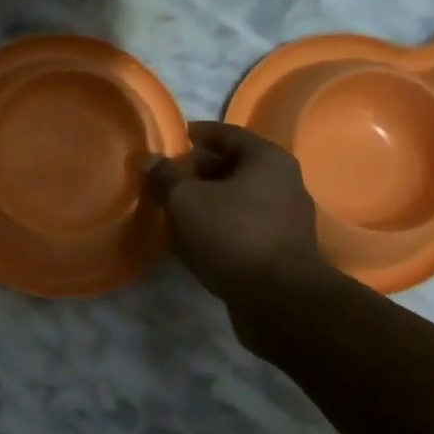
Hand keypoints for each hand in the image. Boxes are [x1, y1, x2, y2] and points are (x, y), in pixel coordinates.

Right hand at [143, 122, 331, 312]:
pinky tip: (195, 239)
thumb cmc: (231, 235)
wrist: (278, 299)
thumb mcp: (186, 201)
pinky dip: (219, 226)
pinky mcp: (281, 249)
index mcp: (266, 159)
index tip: (171, 139)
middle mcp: (283, 182)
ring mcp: (285, 218)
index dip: (196, 134)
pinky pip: (243, 225)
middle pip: (233, 166)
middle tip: (165, 180)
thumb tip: (148, 159)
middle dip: (197, 172)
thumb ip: (165, 176)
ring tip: (174, 210)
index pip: (226, 134)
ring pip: (237, 198)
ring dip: (207, 201)